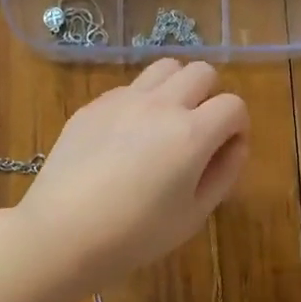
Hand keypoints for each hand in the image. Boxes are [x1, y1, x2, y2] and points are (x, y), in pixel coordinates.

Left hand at [19, 59, 249, 289]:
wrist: (62, 232)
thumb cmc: (135, 234)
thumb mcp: (193, 215)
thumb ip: (223, 174)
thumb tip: (236, 144)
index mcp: (192, 133)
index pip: (233, 105)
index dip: (238, 126)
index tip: (226, 149)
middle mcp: (161, 105)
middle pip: (201, 71)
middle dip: (210, 96)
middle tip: (199, 131)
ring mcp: (123, 99)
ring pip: (165, 67)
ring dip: (177, 87)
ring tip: (166, 121)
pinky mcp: (94, 105)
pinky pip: (129, 87)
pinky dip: (141, 101)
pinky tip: (126, 137)